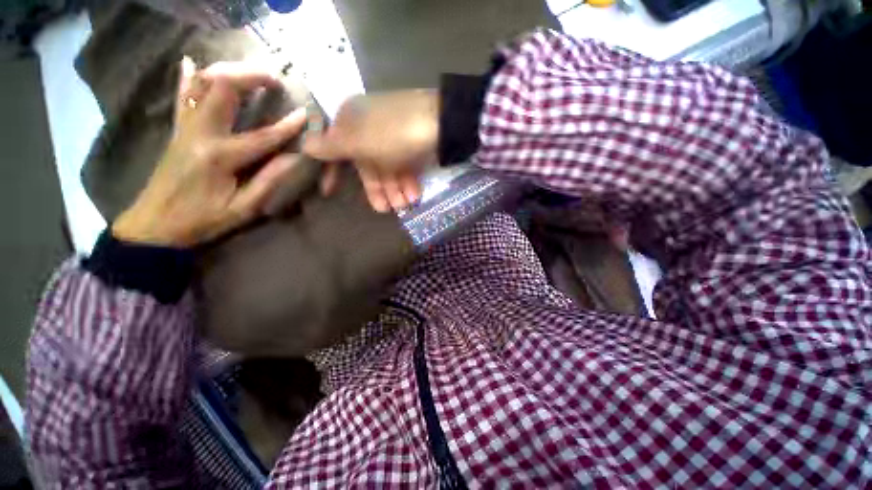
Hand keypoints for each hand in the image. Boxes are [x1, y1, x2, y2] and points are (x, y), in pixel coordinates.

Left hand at [112, 59, 306, 246]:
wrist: (155, 224)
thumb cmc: (203, 220)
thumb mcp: (243, 209)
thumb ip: (269, 181)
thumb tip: (295, 159)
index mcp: (220, 157)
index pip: (262, 136)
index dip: (288, 126)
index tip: (306, 115)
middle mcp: (200, 133)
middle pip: (222, 88)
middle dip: (251, 76)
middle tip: (275, 80)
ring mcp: (185, 128)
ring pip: (201, 83)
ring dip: (227, 71)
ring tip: (250, 73)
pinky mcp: (177, 130)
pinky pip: (181, 96)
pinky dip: (187, 76)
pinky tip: (191, 62)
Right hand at [303, 90, 438, 211]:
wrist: (440, 121)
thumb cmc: (392, 135)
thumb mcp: (357, 142)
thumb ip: (331, 146)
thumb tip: (303, 144)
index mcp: (351, 121)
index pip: (336, 150)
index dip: (333, 172)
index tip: (330, 193)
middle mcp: (370, 127)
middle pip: (368, 164)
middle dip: (378, 189)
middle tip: (388, 210)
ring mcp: (393, 135)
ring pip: (388, 167)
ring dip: (396, 189)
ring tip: (405, 206)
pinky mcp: (413, 143)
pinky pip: (404, 164)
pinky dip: (408, 180)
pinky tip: (415, 195)